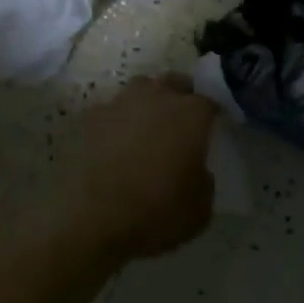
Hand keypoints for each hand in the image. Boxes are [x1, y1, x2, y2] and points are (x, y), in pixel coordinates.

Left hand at [46, 76, 217, 262]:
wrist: (93, 219)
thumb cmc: (156, 212)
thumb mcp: (200, 208)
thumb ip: (204, 179)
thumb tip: (196, 169)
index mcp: (191, 114)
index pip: (209, 102)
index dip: (211, 116)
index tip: (212, 129)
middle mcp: (158, 97)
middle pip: (175, 83)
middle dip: (180, 97)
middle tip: (180, 123)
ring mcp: (121, 103)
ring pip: (141, 89)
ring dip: (147, 102)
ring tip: (146, 128)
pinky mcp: (91, 118)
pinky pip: (112, 111)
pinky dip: (117, 121)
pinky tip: (114, 143)